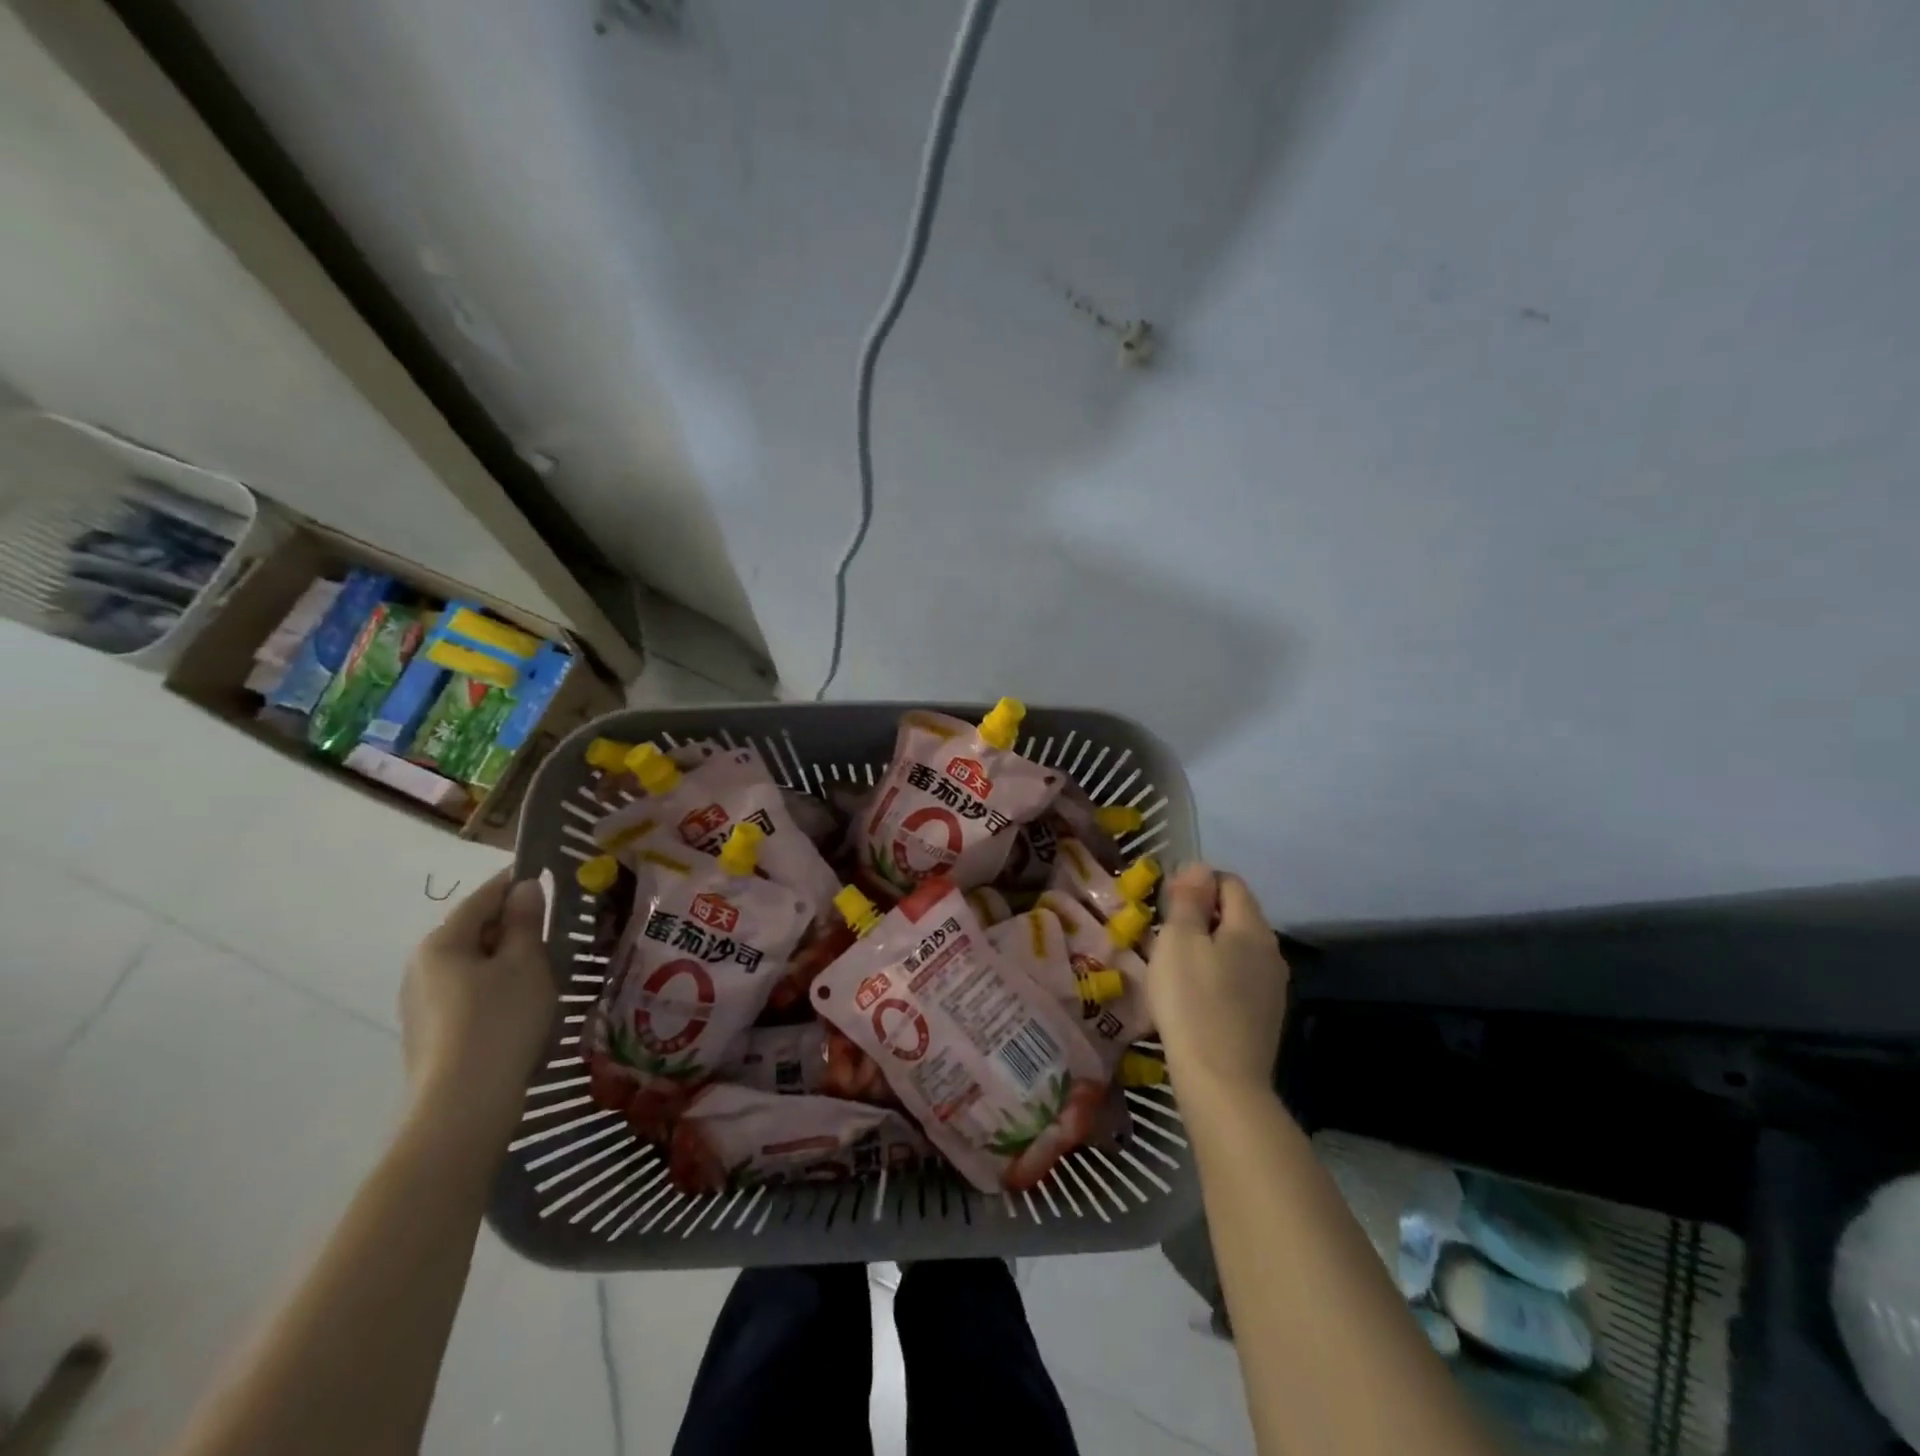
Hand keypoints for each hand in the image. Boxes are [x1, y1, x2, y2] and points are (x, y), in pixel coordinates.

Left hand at [401, 869, 554, 1130]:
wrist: (463, 1107)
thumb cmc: (501, 1021)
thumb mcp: (526, 963)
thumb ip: (525, 921)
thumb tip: (525, 887)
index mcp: (442, 942)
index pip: (484, 896)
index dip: (517, 881)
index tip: (549, 874)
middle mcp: (421, 967)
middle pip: (474, 930)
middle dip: (513, 925)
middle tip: (555, 930)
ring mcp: (420, 1003)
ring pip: (472, 964)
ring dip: (505, 959)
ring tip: (544, 971)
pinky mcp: (429, 1033)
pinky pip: (467, 993)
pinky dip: (494, 988)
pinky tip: (520, 1007)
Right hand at [1146, 864, 1289, 1093]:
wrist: (1221, 1082)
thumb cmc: (1192, 1002)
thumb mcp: (1178, 941)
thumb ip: (1189, 900)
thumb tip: (1199, 867)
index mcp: (1252, 927)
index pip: (1230, 882)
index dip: (1198, 882)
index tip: (1167, 902)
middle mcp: (1271, 951)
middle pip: (1236, 915)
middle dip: (1202, 915)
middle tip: (1165, 934)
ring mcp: (1272, 986)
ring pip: (1237, 948)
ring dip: (1208, 946)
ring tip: (1175, 965)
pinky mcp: (1265, 1016)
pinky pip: (1239, 978)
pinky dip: (1217, 975)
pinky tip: (1194, 996)